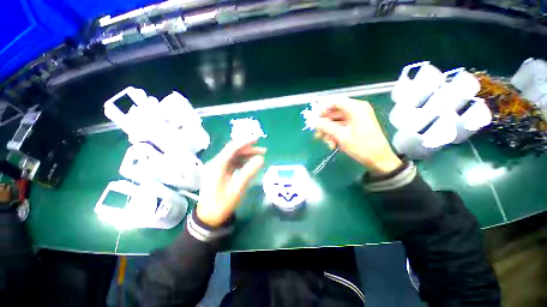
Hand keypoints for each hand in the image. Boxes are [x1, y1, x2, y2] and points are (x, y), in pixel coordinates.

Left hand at [197, 138, 265, 226]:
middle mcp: (216, 163)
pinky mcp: (220, 172)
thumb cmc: (222, 203)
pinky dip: (242, 161)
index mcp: (218, 165)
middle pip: (233, 150)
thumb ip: (249, 172)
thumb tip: (261, 158)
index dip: (245, 141)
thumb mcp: (237, 188)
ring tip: (260, 155)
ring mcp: (217, 167)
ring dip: (246, 154)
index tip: (258, 138)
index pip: (233, 147)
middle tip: (263, 149)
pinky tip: (250, 162)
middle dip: (248, 148)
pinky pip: (233, 162)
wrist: (209, 217)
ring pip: (234, 156)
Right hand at [314, 97, 401, 173]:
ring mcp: (356, 118)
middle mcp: (356, 110)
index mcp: (356, 108)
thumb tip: (312, 121)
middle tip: (317, 133)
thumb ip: (325, 126)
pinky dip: (335, 134)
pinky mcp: (356, 126)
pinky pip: (341, 126)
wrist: (379, 160)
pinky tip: (332, 144)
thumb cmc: (362, 147)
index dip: (322, 109)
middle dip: (324, 124)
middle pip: (334, 112)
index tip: (313, 119)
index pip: (335, 102)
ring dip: (329, 131)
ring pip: (336, 121)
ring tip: (326, 142)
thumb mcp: (341, 136)